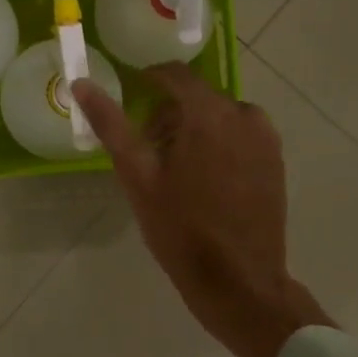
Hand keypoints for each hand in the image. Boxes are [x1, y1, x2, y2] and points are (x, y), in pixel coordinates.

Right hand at [73, 65, 329, 356]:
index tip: (131, 96)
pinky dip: (218, 143)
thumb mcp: (137, 175)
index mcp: (208, 113)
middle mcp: (244, 115)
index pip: (175, 75)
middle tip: (147, 147)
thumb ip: (111, 124)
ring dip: (195, 128)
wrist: (239, 281)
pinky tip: (204, 180)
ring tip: (174, 168)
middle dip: (170, 113)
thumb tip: (81, 83)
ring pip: (220, 116)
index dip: (149, 80)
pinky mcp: (275, 161)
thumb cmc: (181, 229)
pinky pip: (240, 135)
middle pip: (198, 97)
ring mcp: (265, 139)